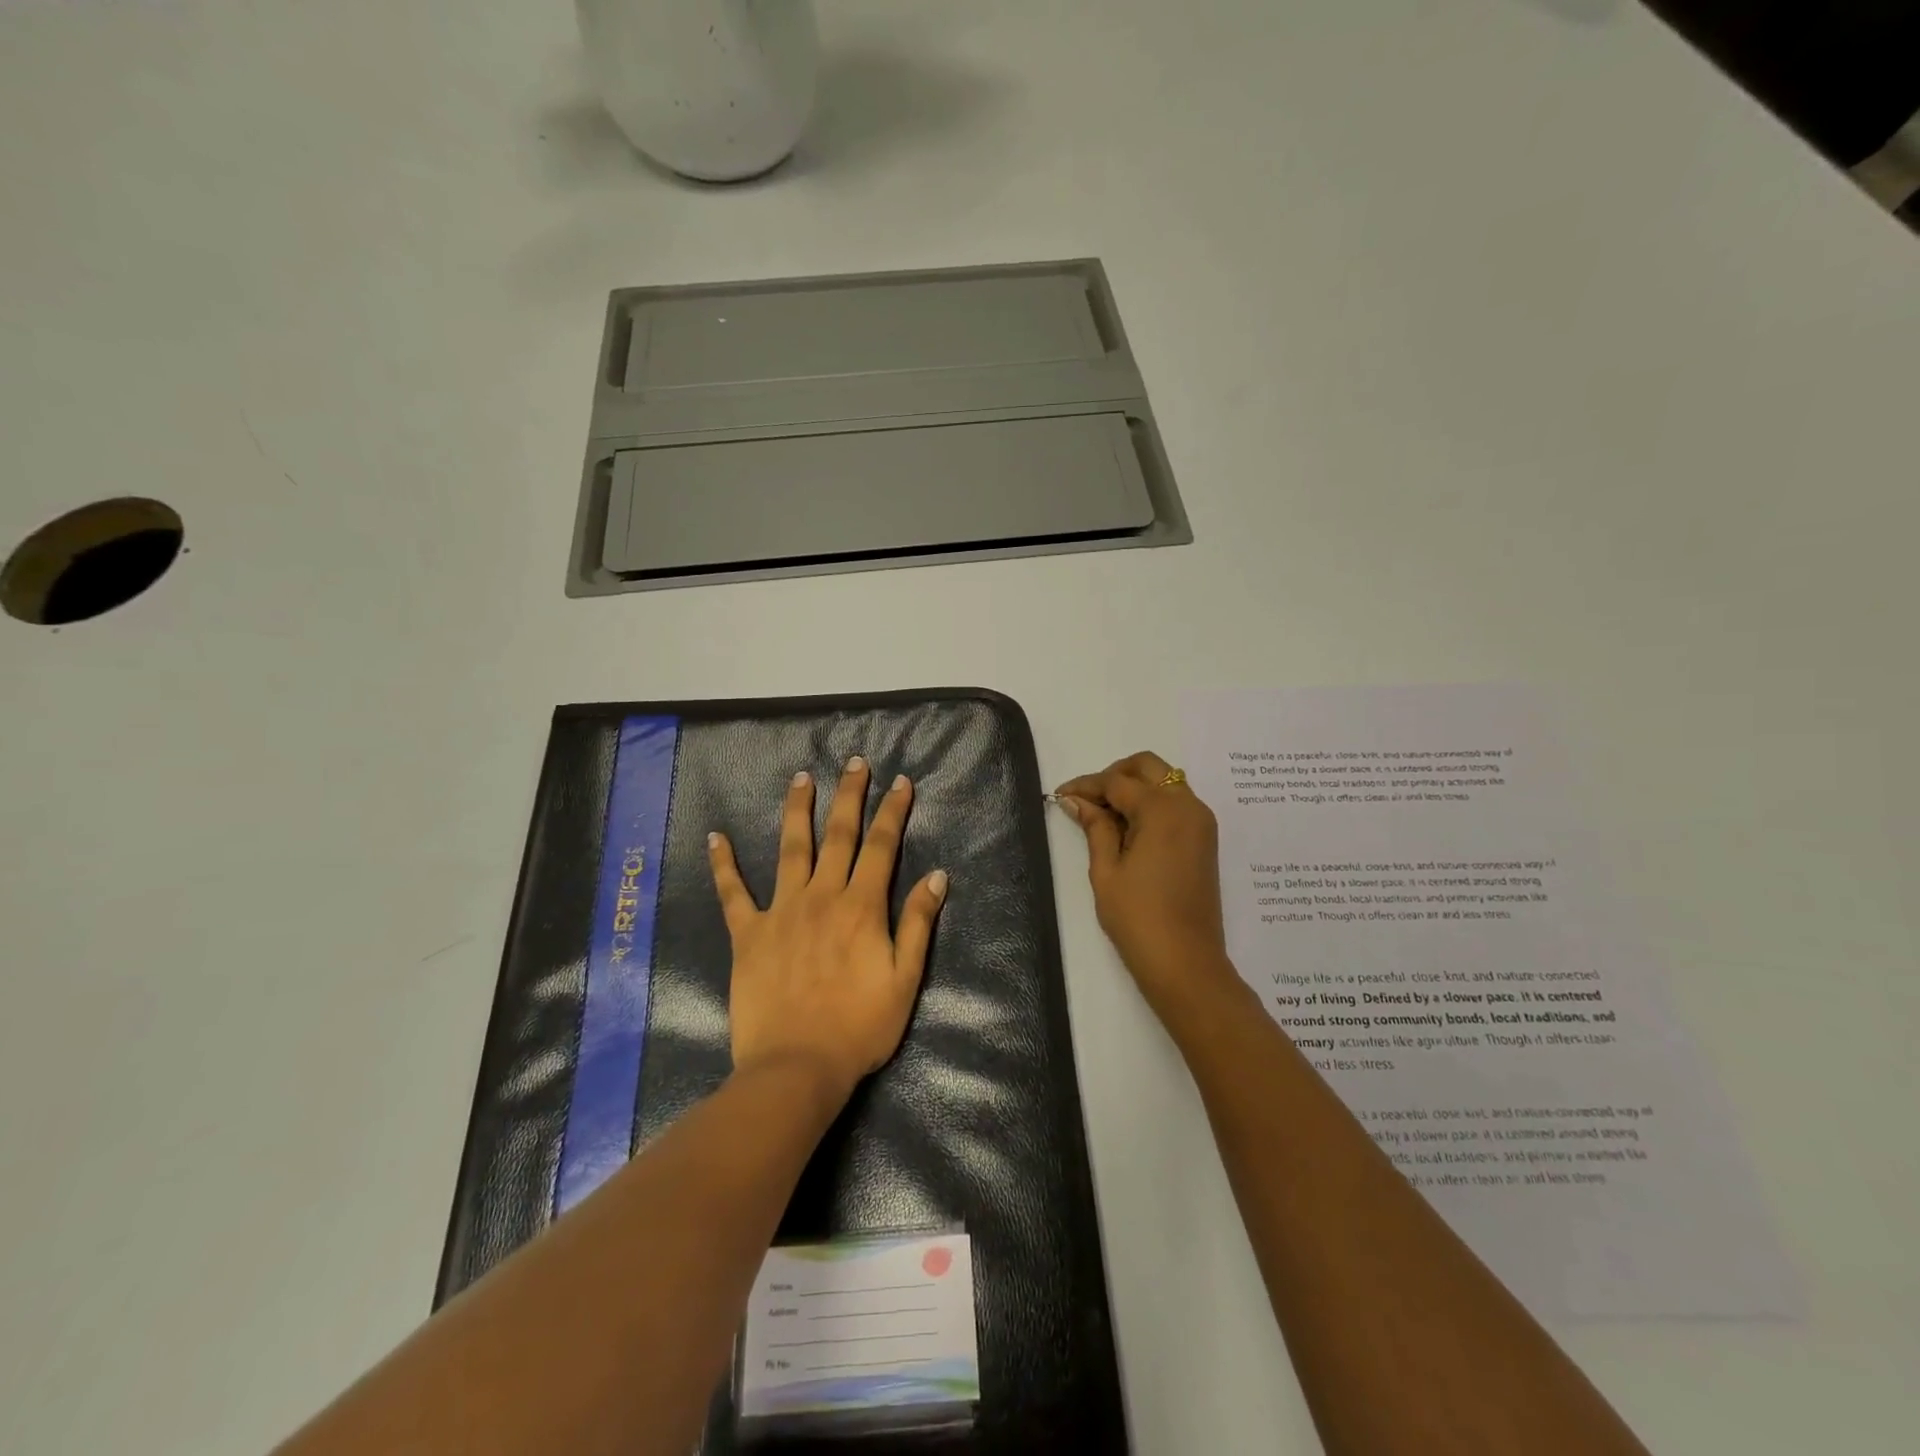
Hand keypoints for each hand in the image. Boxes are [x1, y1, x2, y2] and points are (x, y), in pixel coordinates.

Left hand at [708, 757, 948, 1101]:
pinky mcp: (748, 934)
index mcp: (862, 907)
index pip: (881, 846)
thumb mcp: (905, 980)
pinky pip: (733, 893)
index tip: (900, 782)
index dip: (893, 811)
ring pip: (790, 848)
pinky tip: (716, 837)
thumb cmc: (859, 1028)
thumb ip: (919, 924)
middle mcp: (822, 896)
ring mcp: (781, 911)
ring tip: (801, 778)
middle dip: (849, 795)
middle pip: (838, 834)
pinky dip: (724, 864)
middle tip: (854, 763)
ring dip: (797, 810)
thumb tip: (936, 876)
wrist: (797, 1067)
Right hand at [1055, 751, 1241, 1020]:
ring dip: (1135, 788)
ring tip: (1104, 816)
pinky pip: (1176, 804)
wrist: (1186, 963)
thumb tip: (1076, 800)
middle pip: (1149, 767)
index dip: (1086, 786)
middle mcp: (1188, 806)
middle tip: (1087, 799)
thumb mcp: (1106, 871)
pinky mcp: (1205, 839)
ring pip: (1166, 782)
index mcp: (1163, 810)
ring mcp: (1201, 822)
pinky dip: (1152, 804)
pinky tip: (1127, 828)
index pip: (1117, 782)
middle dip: (1115, 775)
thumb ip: (1095, 827)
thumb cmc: (1138, 918)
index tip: (1060, 796)